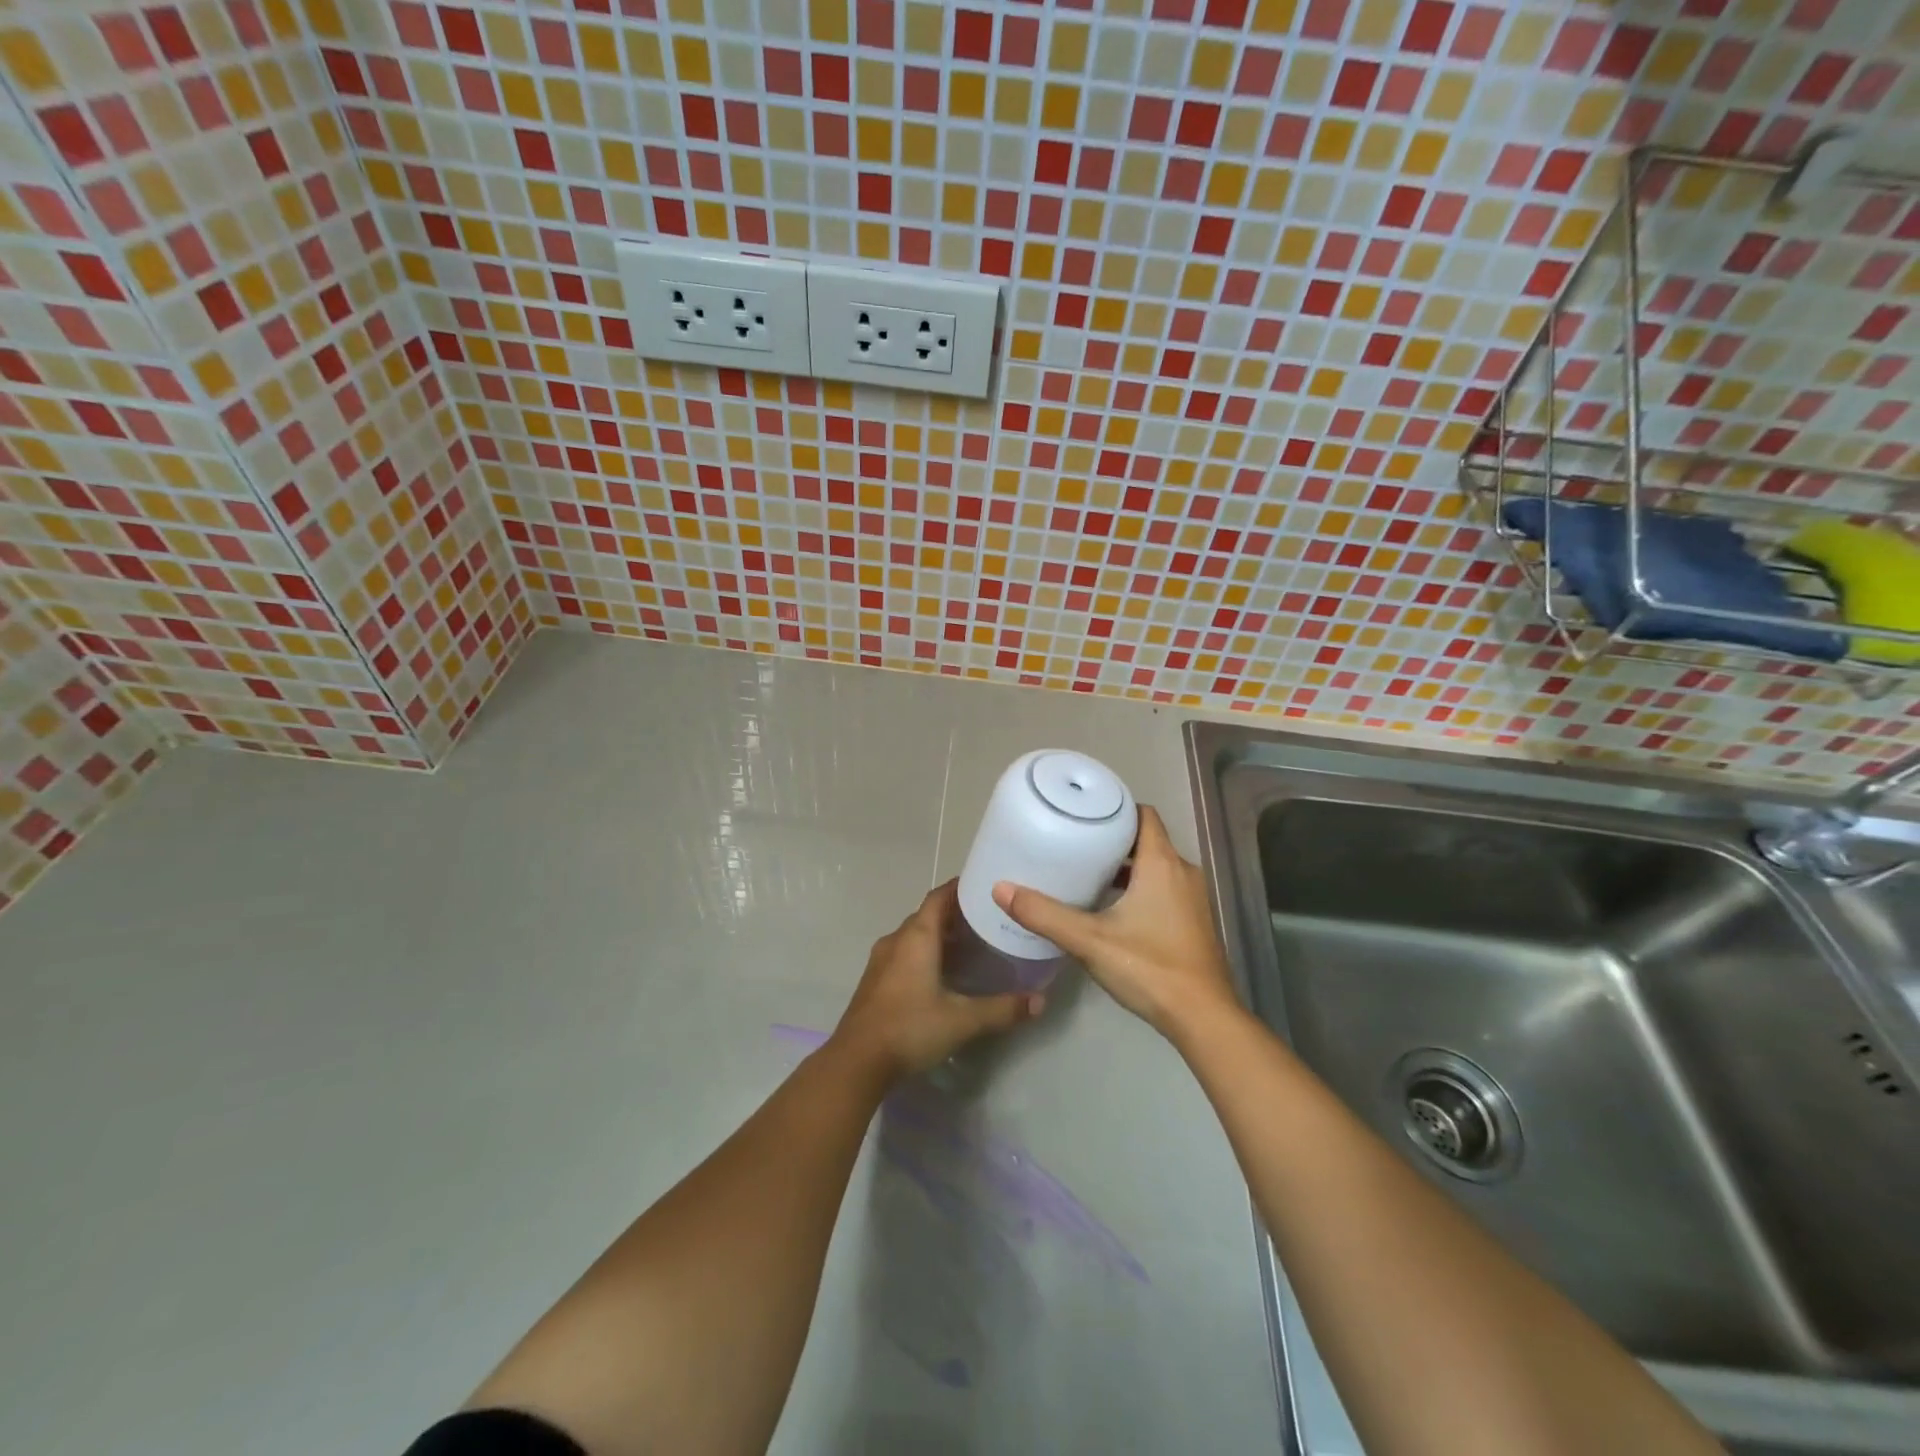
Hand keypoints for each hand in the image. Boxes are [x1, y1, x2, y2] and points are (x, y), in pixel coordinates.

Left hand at [831, 880, 1040, 1079]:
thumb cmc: (910, 1028)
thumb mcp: (962, 1020)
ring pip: (914, 936)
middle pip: (928, 915)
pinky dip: (925, 953)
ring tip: (970, 946)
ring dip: (939, 935)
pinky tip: (942, 974)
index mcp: (916, 936)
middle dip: (955, 914)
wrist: (856, 1062)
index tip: (985, 886)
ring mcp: (881, 960)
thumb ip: (1002, 1009)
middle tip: (987, 920)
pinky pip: (904, 953)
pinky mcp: (875, 980)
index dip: (960, 888)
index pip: (939, 896)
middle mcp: (896, 939)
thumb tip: (1040, 1001)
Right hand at [992, 805, 1237, 1039]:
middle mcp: (1182, 872)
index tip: (1085, 813)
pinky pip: (1164, 888)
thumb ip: (1044, 914)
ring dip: (1126, 866)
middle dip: (1113, 838)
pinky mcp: (1194, 922)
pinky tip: (1111, 909)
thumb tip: (1000, 889)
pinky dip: (1139, 887)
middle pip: (1147, 840)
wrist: (1203, 1018)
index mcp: (1162, 863)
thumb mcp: (1089, 940)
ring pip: (1156, 866)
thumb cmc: (1149, 967)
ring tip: (1087, 873)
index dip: (1116, 808)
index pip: (1143, 814)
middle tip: (1075, 842)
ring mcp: (1192, 898)